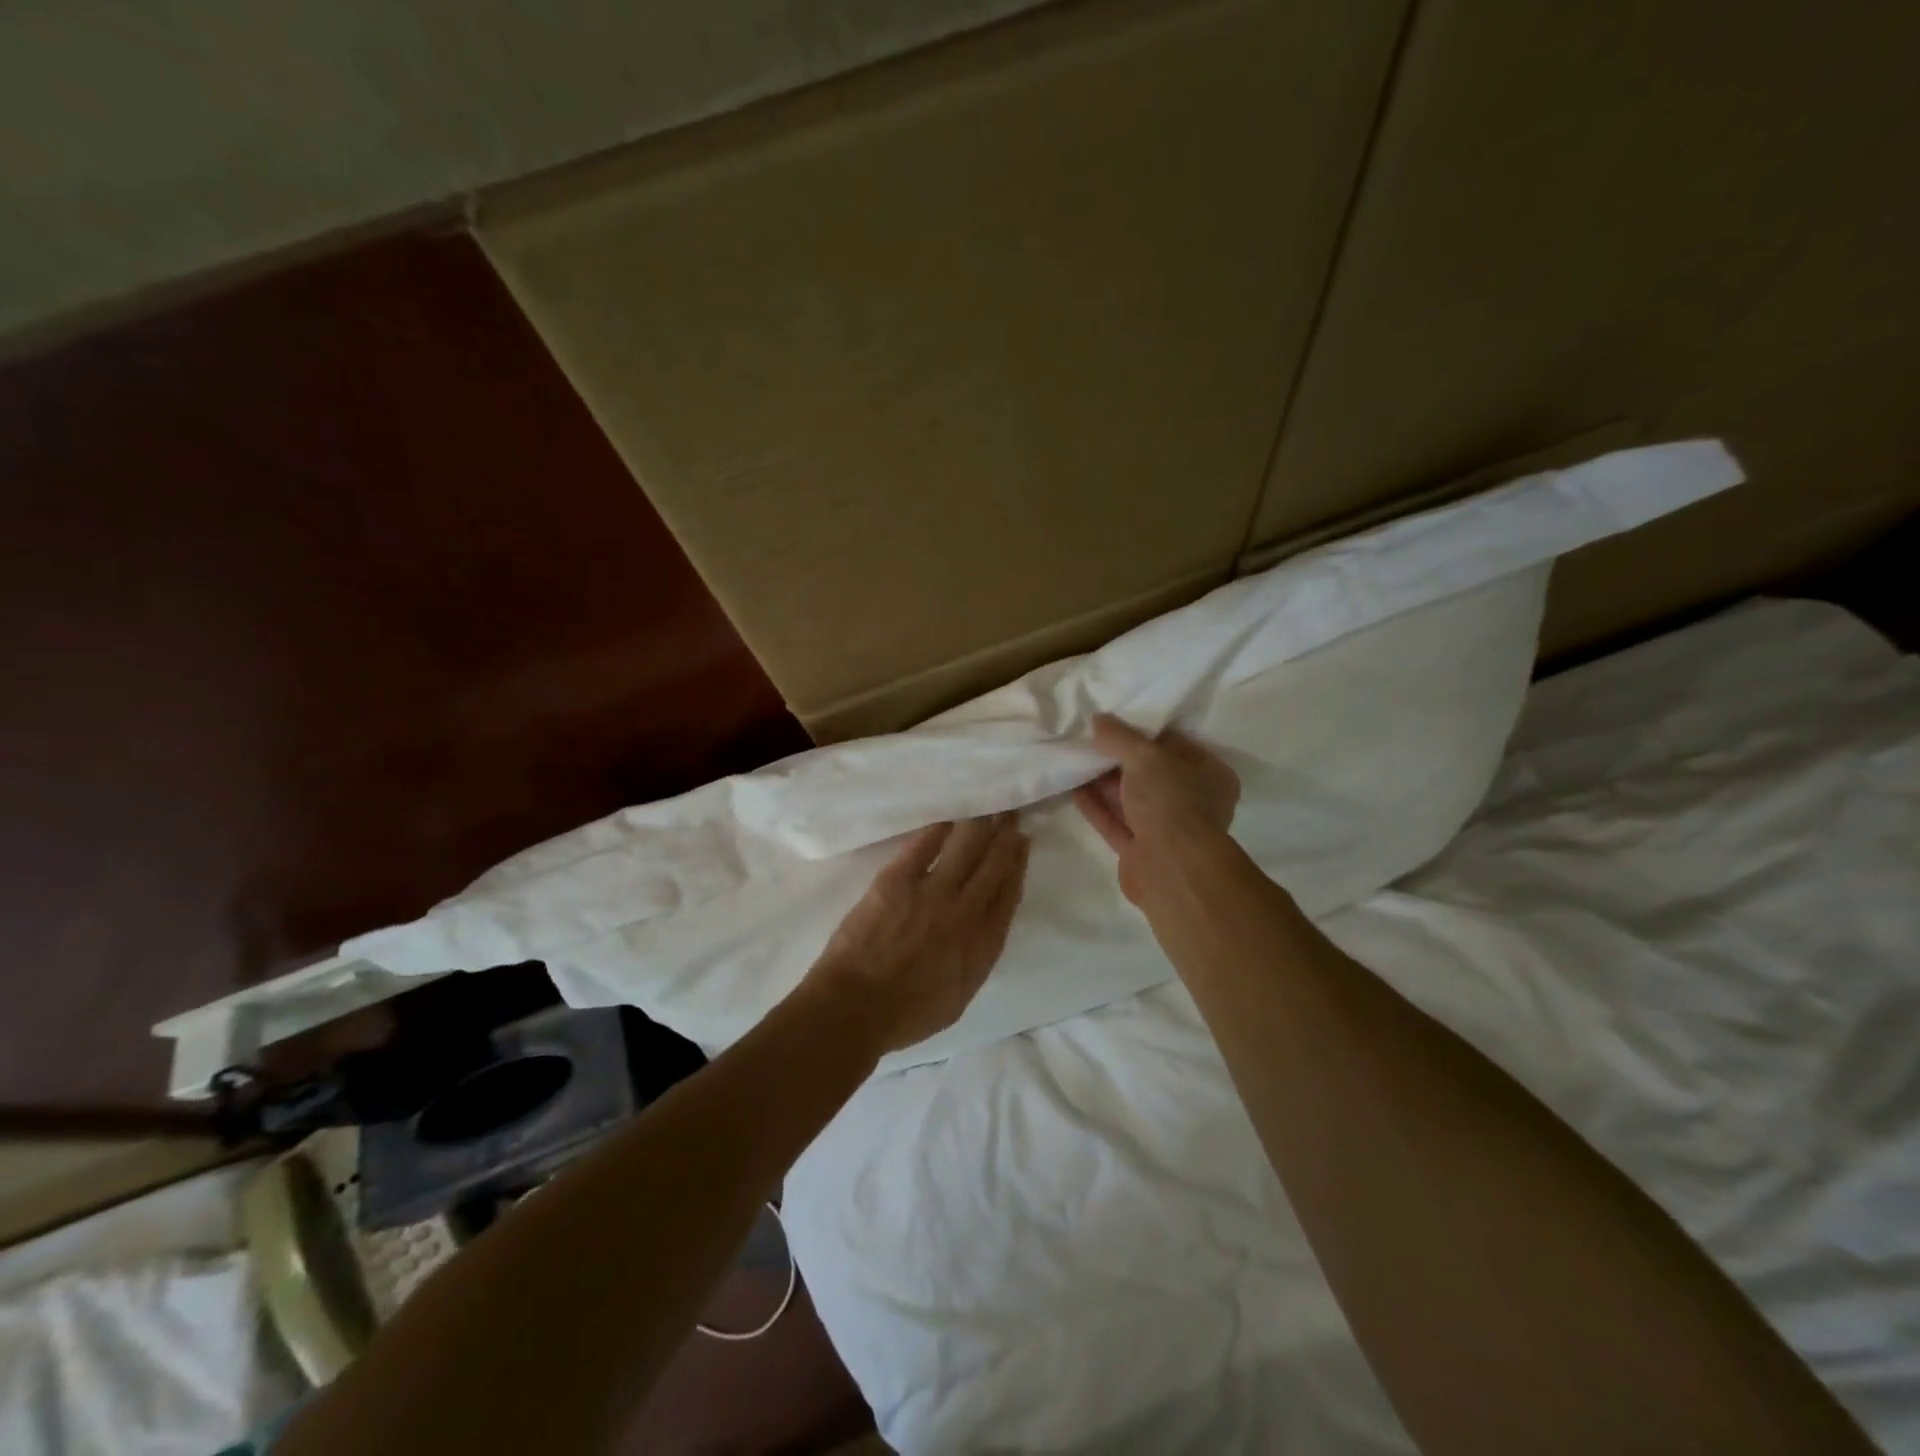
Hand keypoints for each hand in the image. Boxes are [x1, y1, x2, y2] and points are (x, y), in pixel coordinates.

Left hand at [803, 814, 1029, 1054]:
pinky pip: (924, 846)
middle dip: (1005, 837)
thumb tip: (983, 928)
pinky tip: (949, 819)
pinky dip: (940, 829)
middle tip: (1011, 814)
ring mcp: (932, 892)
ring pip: (966, 848)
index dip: (1018, 865)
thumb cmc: (906, 1015)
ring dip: (981, 825)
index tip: (1023, 844)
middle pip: (993, 865)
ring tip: (989, 809)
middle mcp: (965, 912)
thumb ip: (977, 957)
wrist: (855, 1008)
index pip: (1008, 894)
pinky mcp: (897, 880)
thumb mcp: (959, 996)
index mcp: (982, 945)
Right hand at [1073, 713, 1239, 903]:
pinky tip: (1074, 788)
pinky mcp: (1141, 851)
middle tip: (1090, 740)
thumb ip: (1121, 737)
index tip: (1116, 722)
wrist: (1171, 868)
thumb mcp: (1146, 757)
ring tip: (1076, 760)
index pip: (1176, 745)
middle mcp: (1193, 802)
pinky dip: (1097, 806)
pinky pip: (1116, 822)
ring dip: (1105, 783)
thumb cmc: (1171, 801)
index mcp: (1210, 775)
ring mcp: (1167, 829)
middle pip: (1151, 774)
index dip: (1145, 733)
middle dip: (1120, 759)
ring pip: (1132, 800)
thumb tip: (1099, 720)